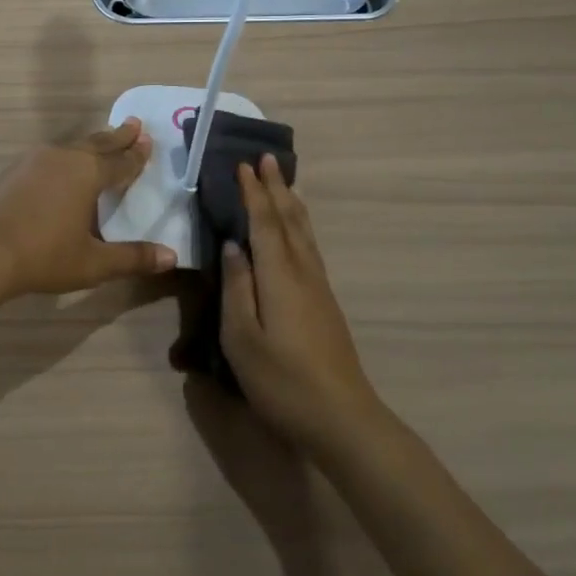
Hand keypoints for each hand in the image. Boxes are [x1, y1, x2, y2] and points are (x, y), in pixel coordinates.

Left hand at [0, 120, 177, 297]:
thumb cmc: (44, 255)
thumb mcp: (93, 263)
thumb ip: (132, 258)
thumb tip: (171, 257)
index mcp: (88, 173)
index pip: (121, 162)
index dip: (137, 155)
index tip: (148, 141)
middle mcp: (64, 158)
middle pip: (97, 144)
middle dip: (118, 136)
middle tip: (134, 124)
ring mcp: (35, 161)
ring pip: (72, 146)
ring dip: (91, 143)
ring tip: (102, 141)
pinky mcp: (14, 171)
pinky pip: (51, 156)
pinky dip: (67, 155)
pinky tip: (62, 164)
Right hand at [219, 156, 380, 450]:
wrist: (341, 418)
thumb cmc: (282, 381)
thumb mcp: (242, 338)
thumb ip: (236, 288)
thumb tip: (233, 246)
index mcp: (279, 276)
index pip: (264, 223)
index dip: (253, 194)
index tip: (243, 165)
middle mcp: (303, 273)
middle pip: (290, 220)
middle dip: (276, 188)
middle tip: (267, 158)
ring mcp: (319, 288)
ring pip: (305, 233)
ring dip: (292, 203)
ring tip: (284, 182)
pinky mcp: (325, 303)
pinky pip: (310, 248)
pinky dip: (301, 227)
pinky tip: (298, 232)